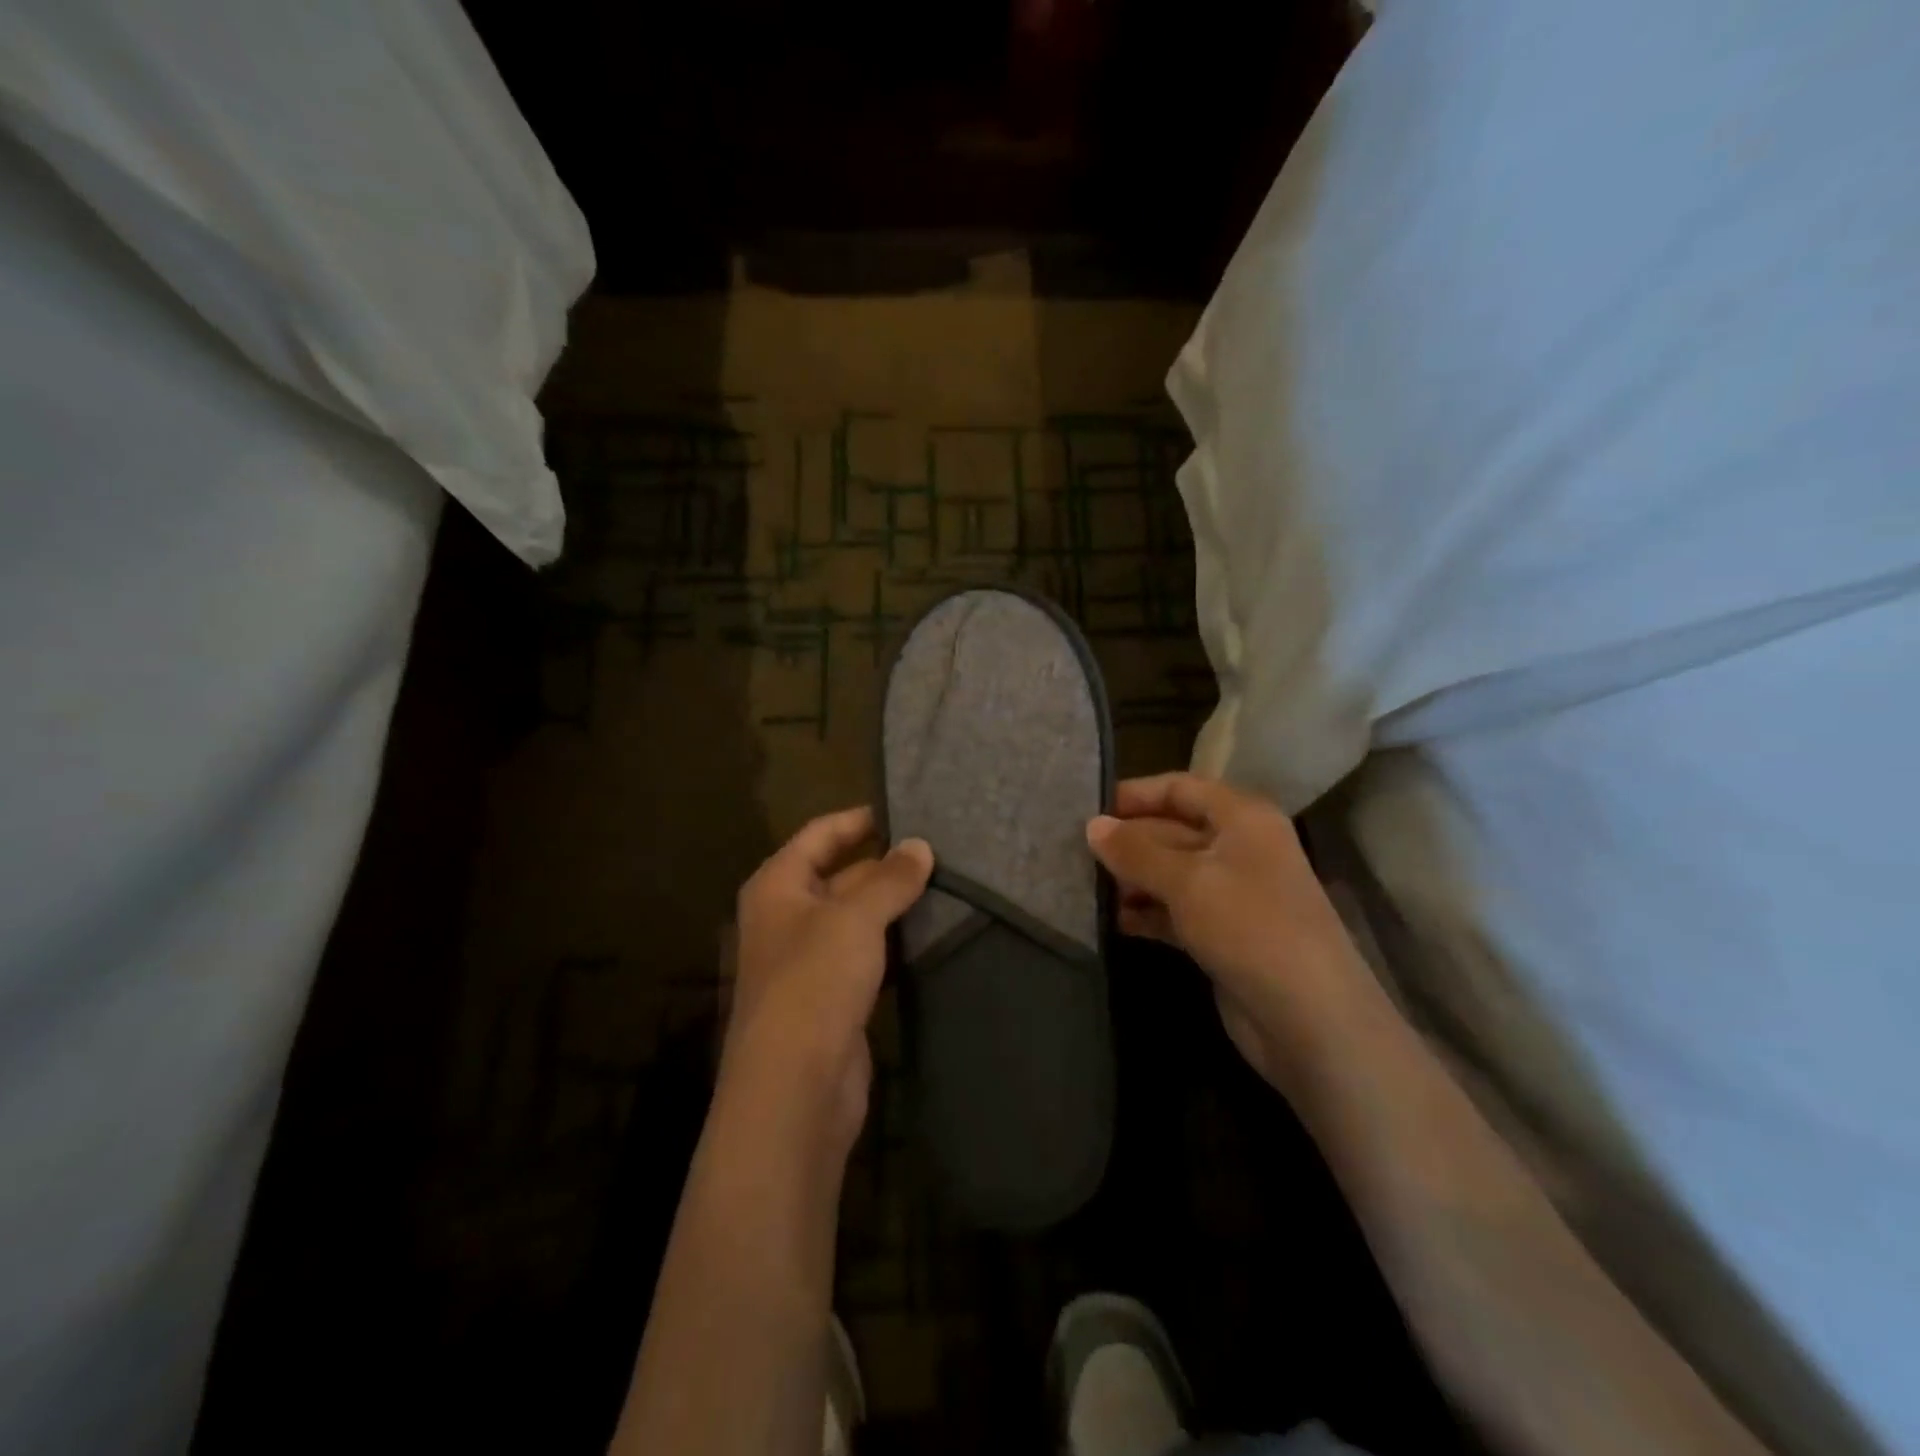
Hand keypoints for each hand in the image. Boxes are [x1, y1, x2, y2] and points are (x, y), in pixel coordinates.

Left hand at [727, 807, 932, 1149]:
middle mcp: (787, 917)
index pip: (820, 834)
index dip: (858, 819)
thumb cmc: (814, 982)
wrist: (795, 1088)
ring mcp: (808, 960)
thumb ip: (890, 878)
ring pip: (856, 917)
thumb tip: (920, 845)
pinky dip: (892, 942)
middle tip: (940, 850)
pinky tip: (928, 933)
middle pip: (840, 875)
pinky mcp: (831, 997)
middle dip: (885, 863)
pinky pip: (865, 955)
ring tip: (945, 883)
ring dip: (892, 905)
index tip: (905, 810)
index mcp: (777, 886)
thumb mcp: (854, 918)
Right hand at [1086, 774, 1354, 1084]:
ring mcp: (1233, 894)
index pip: (1181, 788)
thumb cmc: (1250, 927)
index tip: (1089, 809)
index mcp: (1243, 818)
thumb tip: (1092, 825)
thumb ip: (1135, 851)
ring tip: (1086, 885)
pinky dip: (1147, 913)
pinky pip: (1176, 912)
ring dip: (1133, 879)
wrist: (1309, 1019)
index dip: (1136, 794)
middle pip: (1173, 830)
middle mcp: (1240, 848)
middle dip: (1129, 840)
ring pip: (1172, 873)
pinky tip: (1113, 921)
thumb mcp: (1187, 881)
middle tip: (1076, 851)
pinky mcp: (1224, 935)